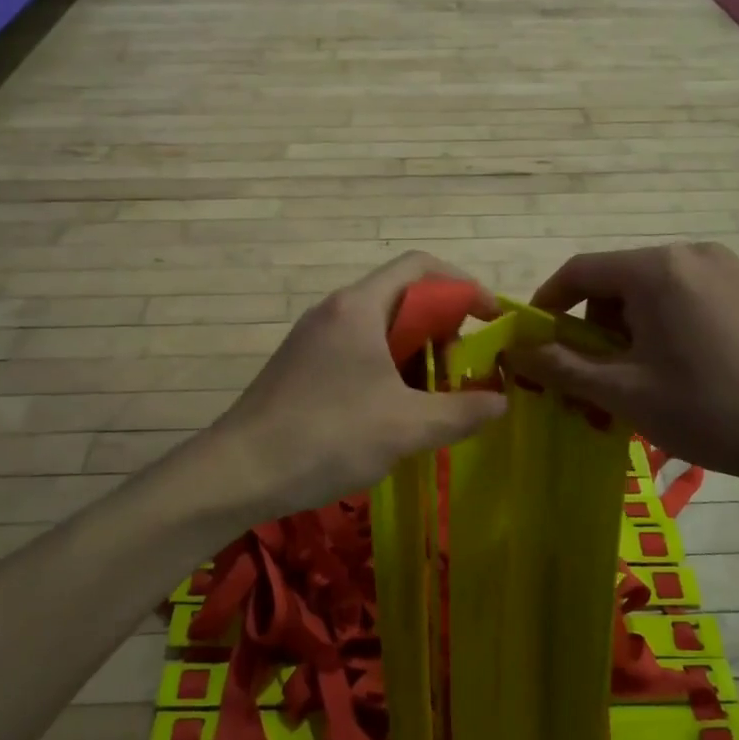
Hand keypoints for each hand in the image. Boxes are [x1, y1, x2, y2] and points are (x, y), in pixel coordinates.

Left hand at [206, 253, 508, 521]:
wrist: (237, 473)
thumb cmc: (327, 437)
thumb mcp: (406, 427)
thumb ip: (461, 411)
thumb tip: (501, 400)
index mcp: (359, 307)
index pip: (420, 266)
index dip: (463, 284)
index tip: (491, 319)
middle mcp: (335, 310)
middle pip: (402, 297)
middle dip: (442, 328)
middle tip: (462, 371)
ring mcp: (314, 338)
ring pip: (380, 329)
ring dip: (416, 355)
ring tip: (435, 397)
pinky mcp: (302, 366)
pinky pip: (358, 352)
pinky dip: (388, 370)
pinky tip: (395, 412)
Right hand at [511, 242, 738, 487]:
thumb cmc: (708, 410)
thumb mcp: (623, 392)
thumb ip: (561, 366)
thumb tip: (514, 352)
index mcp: (656, 269)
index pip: (579, 271)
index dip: (546, 305)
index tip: (531, 343)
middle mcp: (688, 254)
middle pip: (613, 282)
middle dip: (589, 329)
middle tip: (585, 379)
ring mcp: (721, 270)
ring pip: (645, 293)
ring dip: (622, 333)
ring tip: (627, 383)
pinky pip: (678, 299)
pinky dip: (656, 329)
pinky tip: (665, 371)